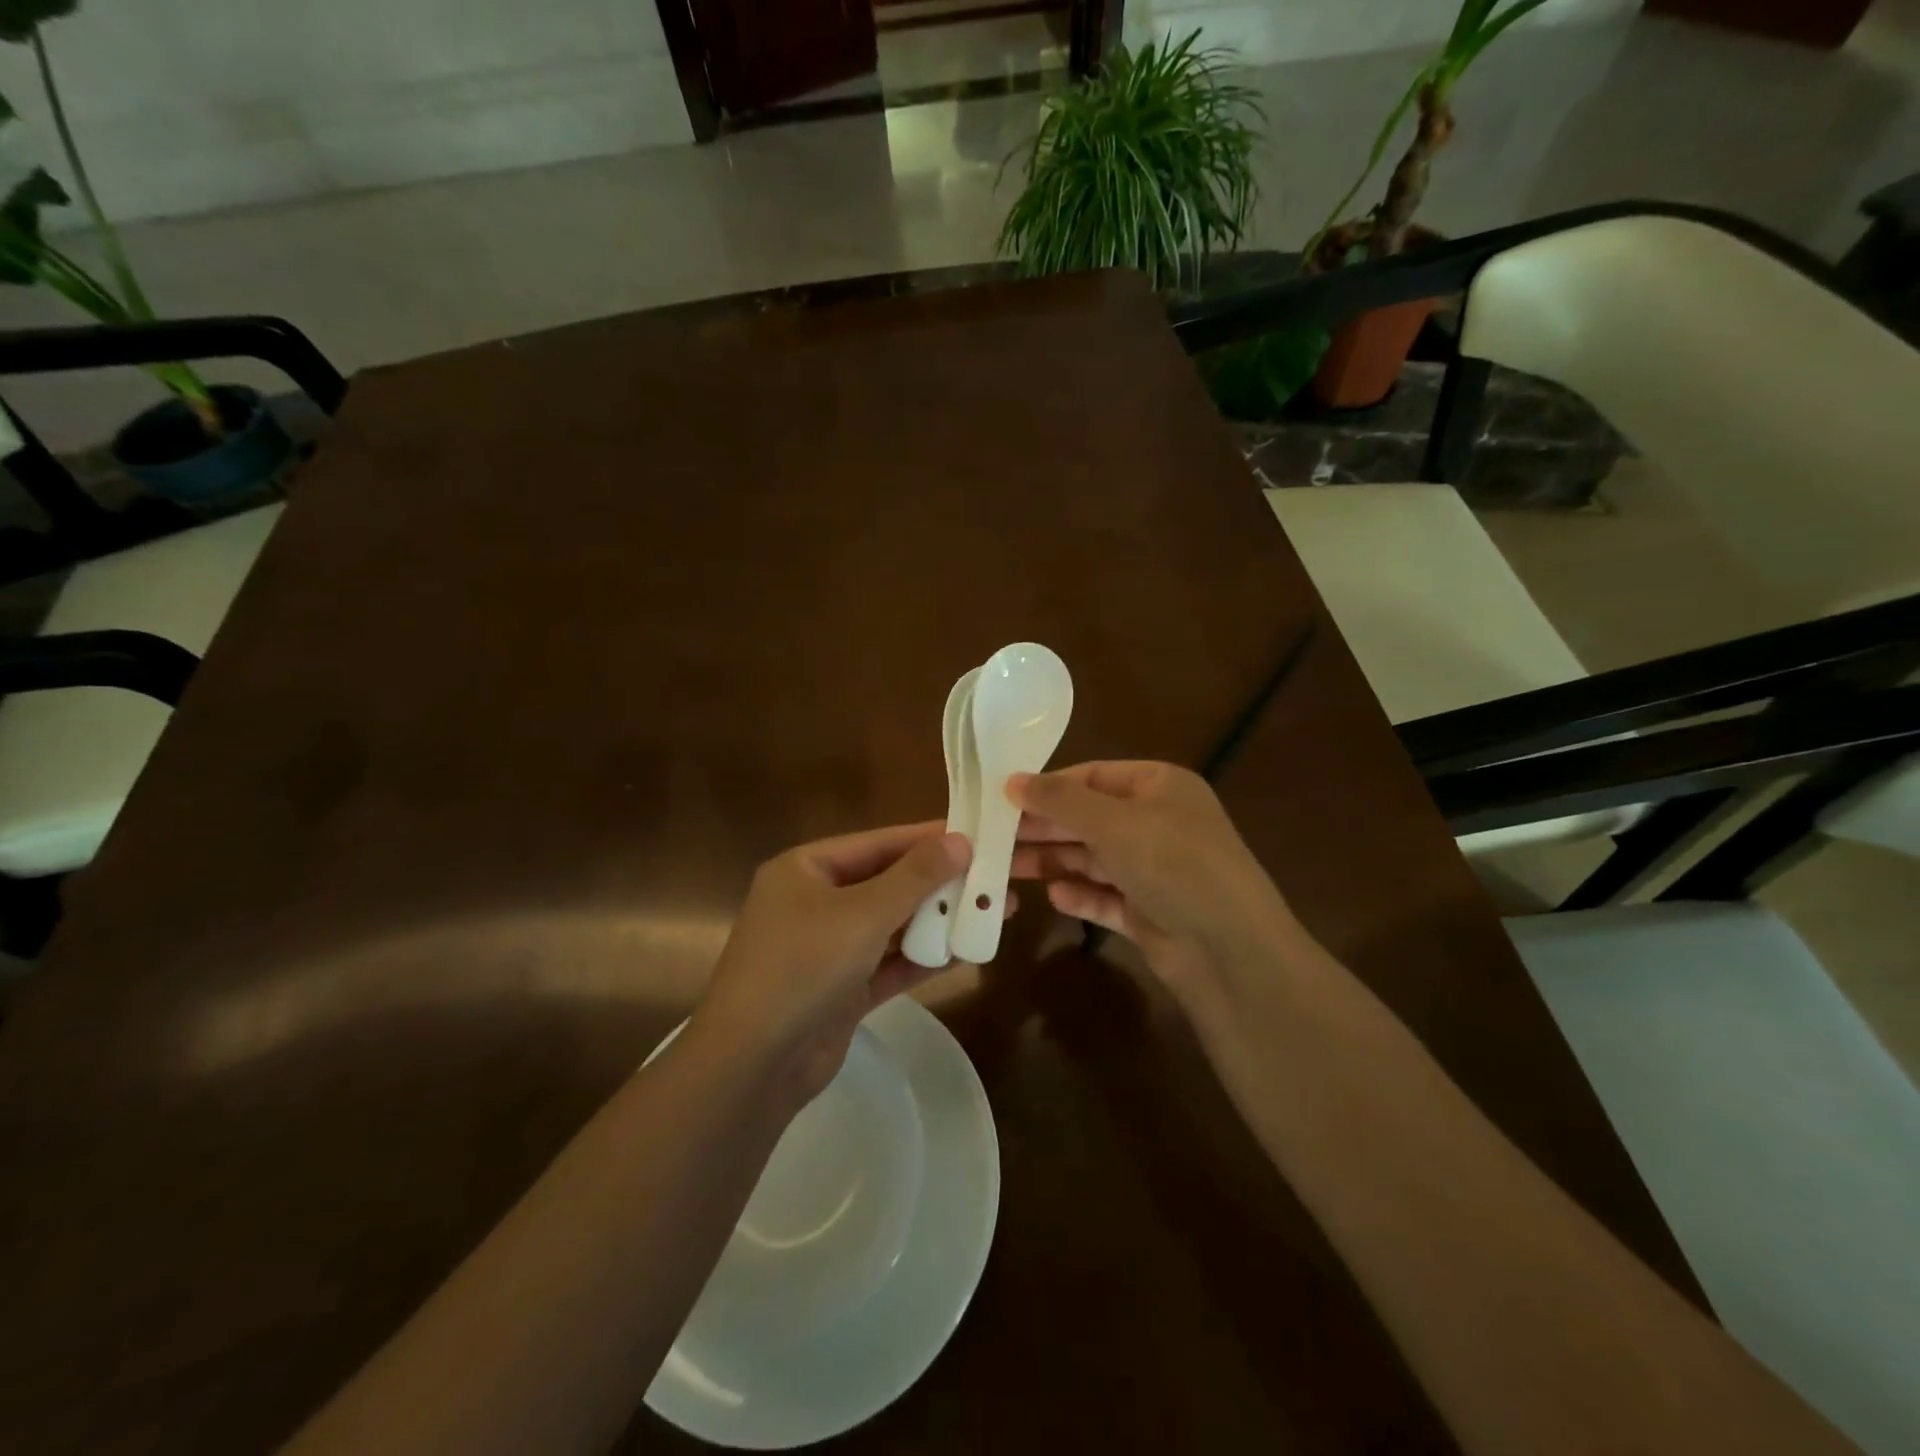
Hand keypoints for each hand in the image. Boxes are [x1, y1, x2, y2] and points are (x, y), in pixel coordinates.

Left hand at [695, 822, 1008, 1107]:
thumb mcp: (862, 914)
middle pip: (890, 882)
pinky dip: (925, 957)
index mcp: (807, 869)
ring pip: (894, 924)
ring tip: (996, 911)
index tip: (978, 834)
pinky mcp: (843, 988)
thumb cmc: (802, 968)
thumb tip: (959, 841)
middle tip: (997, 877)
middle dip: (942, 883)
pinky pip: (891, 962)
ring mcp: (829, 948)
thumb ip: (914, 877)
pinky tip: (967, 950)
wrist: (753, 1066)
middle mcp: (816, 902)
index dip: (930, 838)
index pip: (880, 843)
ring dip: (940, 919)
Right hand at [1010, 762, 1299, 1022]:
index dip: (1048, 787)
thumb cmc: (1174, 865)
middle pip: (1088, 819)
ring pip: (1093, 860)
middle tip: (992, 836)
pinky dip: (1081, 896)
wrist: (1232, 952)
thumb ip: (1060, 801)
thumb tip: (1012, 780)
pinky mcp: (1150, 913)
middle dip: (1043, 828)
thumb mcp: (1114, 823)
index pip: (1092, 776)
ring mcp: (1155, 871)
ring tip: (1005, 868)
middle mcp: (1158, 824)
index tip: (1003, 798)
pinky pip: (1106, 898)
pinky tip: (1055, 898)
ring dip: (1053, 862)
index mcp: (1159, 787)